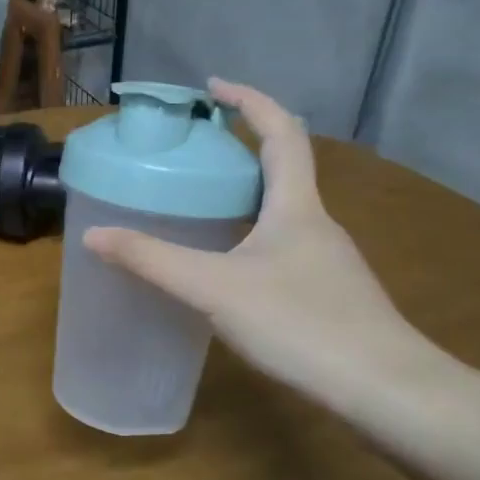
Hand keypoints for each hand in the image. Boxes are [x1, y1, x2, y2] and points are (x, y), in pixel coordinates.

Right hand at [83, 80, 436, 404]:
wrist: (387, 392)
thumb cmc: (301, 324)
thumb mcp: (213, 288)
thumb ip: (152, 260)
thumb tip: (93, 234)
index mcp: (296, 205)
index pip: (280, 131)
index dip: (248, 100)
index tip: (212, 86)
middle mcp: (316, 223)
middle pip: (282, 166)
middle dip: (239, 146)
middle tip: (192, 149)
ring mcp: (326, 260)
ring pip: (282, 210)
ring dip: (245, 193)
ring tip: (198, 202)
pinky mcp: (328, 293)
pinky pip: (282, 245)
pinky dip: (250, 234)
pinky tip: (225, 266)